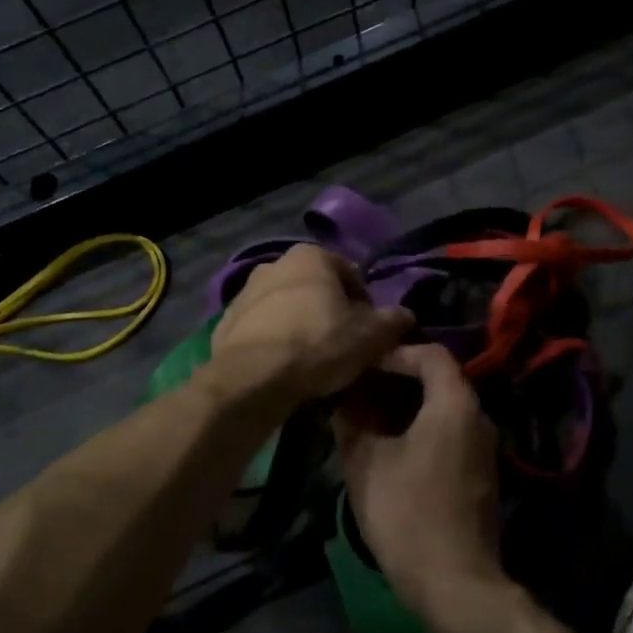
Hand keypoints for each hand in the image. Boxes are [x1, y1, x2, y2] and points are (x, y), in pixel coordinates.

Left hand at [206, 244, 410, 410]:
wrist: (252, 377)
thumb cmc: (318, 344)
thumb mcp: (370, 336)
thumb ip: (393, 321)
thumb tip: (405, 315)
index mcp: (311, 256)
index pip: (351, 275)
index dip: (366, 305)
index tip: (369, 333)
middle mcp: (275, 263)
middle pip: (316, 288)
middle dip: (330, 311)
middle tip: (342, 345)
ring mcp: (245, 291)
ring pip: (286, 306)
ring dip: (300, 324)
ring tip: (311, 360)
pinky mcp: (226, 320)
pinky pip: (261, 328)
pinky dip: (273, 340)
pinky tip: (283, 367)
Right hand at [333, 344, 502, 616]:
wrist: (456, 584)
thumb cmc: (409, 514)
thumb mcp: (367, 465)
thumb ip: (351, 425)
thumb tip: (340, 405)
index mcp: (454, 404)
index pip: (431, 354)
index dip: (396, 352)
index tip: (365, 365)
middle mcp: (477, 417)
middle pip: (440, 378)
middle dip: (399, 378)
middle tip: (362, 387)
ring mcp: (484, 448)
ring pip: (445, 407)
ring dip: (410, 405)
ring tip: (370, 415)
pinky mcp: (481, 474)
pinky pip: (451, 432)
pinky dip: (423, 427)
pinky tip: (392, 446)